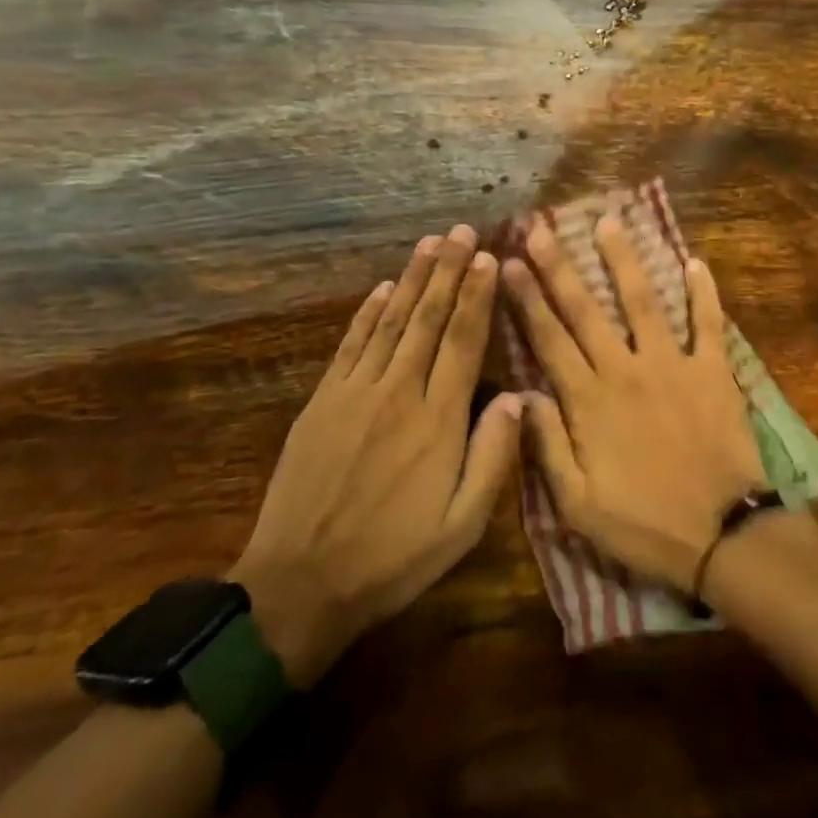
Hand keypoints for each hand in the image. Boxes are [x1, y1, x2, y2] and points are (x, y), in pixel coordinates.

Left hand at [230, 226, 522, 684]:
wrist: (298, 586)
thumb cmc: (392, 559)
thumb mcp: (461, 526)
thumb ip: (494, 457)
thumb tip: (520, 397)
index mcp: (438, 419)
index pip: (463, 341)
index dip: (477, 296)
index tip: (488, 257)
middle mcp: (399, 391)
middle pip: (428, 318)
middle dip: (447, 270)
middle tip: (460, 231)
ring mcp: (355, 392)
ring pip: (391, 320)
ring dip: (412, 278)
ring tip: (428, 243)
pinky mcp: (323, 401)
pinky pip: (351, 344)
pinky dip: (368, 312)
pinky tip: (382, 288)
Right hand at [502, 202, 766, 592]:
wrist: (723, 535)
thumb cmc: (645, 525)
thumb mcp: (578, 505)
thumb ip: (547, 446)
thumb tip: (521, 394)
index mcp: (589, 401)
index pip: (549, 339)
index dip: (526, 299)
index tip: (509, 262)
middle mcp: (625, 369)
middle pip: (585, 309)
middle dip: (559, 266)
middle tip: (541, 228)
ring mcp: (672, 364)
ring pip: (642, 301)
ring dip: (624, 260)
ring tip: (609, 222)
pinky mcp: (712, 370)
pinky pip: (708, 323)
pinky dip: (703, 293)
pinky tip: (695, 262)